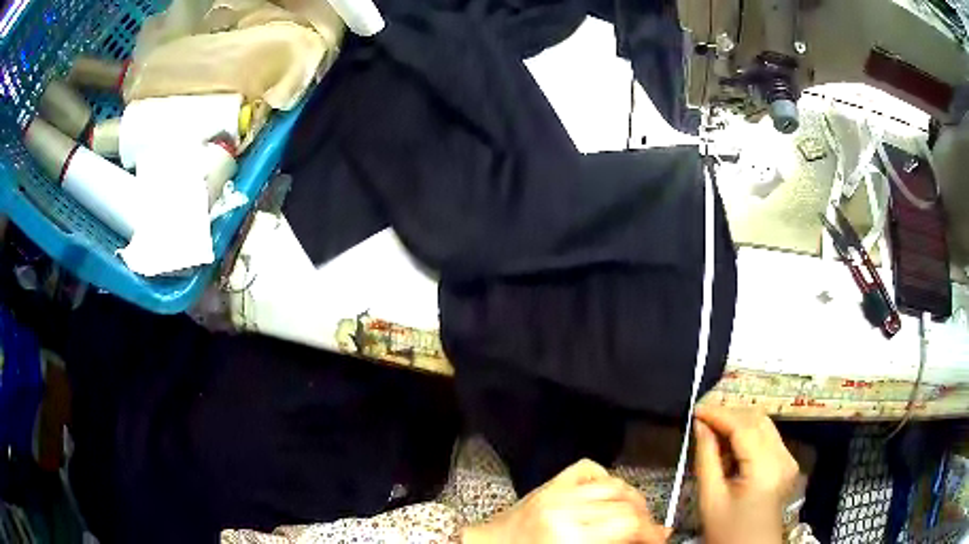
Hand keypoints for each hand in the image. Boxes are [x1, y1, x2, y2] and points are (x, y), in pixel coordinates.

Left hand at [462, 459, 668, 543]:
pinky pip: (589, 470)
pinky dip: (606, 480)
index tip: (660, 540)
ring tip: (635, 516)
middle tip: (649, 533)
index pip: (630, 523)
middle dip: (645, 519)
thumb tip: (658, 536)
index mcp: (570, 534)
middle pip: (626, 503)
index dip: (653, 532)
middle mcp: (566, 507)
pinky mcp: (549, 484)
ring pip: (614, 484)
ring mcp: (556, 491)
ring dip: (632, 500)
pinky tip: (609, 495)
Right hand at [694, 406, 798, 543]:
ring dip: (738, 422)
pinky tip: (730, 445)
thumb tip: (700, 425)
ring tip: (712, 431)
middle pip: (758, 419)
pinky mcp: (787, 462)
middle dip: (729, 414)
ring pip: (764, 424)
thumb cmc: (726, 531)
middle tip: (702, 419)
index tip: (695, 409)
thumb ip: (706, 458)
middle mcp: (783, 457)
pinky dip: (747, 434)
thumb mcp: (710, 498)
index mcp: (765, 468)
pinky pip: (767, 437)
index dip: (719, 413)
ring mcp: (788, 458)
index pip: (744, 427)